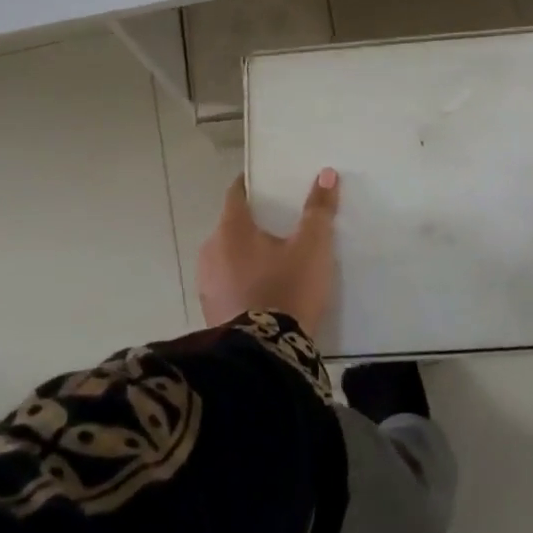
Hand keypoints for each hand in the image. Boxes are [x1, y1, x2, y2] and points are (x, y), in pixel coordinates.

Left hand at [196, 169, 339, 331]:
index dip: (254, 185)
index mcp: (231, 228)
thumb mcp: (313, 247)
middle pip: (233, 225)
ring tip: (277, 259)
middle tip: (283, 224)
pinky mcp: (211, 312)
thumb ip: (319, 210)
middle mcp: (211, 251)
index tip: (272, 184)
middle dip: (255, 223)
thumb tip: (326, 174)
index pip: (237, 192)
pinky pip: (227, 284)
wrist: (266, 358)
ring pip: (228, 256)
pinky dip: (243, 280)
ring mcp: (207, 284)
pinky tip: (264, 290)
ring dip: (247, 255)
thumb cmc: (288, 290)